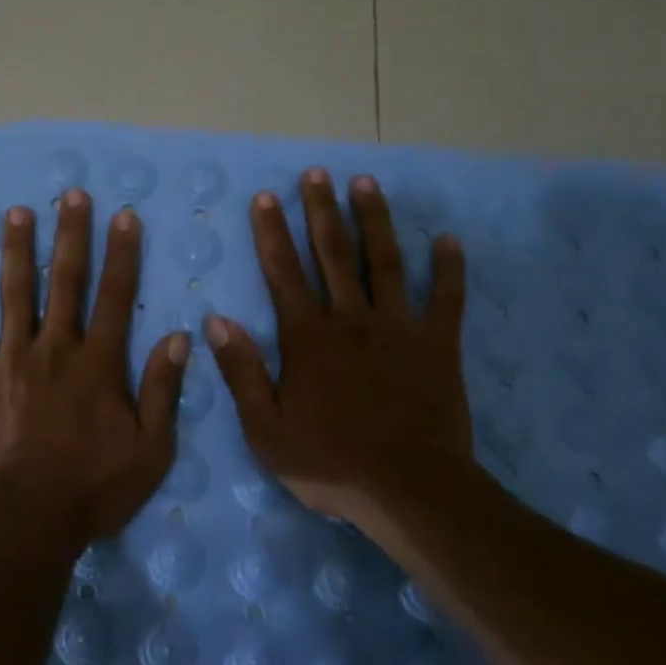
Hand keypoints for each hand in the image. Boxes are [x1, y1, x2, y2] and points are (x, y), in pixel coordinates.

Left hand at [0, 192, 188, 542]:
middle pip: (65, 280)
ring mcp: (11, 359)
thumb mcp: (150, 449)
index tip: (123, 215)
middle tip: (71, 194)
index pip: (116, 295)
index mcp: (98, 362)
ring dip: (18, 250)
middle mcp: (55, 348)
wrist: (25, 518)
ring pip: (15, 293)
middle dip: (70, 234)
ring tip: (18, 212)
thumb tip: (179, 337)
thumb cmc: (93, 487)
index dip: (122, 253)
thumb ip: (163, 390)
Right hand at [205, 168, 481, 529]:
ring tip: (366, 183)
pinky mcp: (438, 345)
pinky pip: (445, 300)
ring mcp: (399, 328)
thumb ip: (241, 371)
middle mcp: (351, 319)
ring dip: (374, 220)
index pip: (283, 272)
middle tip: (316, 173)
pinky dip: (448, 269)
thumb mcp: (265, 429)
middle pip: (333, 253)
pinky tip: (449, 240)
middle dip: (321, 210)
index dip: (272, 232)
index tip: (266, 196)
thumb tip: (216, 320)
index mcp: (308, 336)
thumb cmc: (330, 461)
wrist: (410, 491)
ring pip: (385, 262)